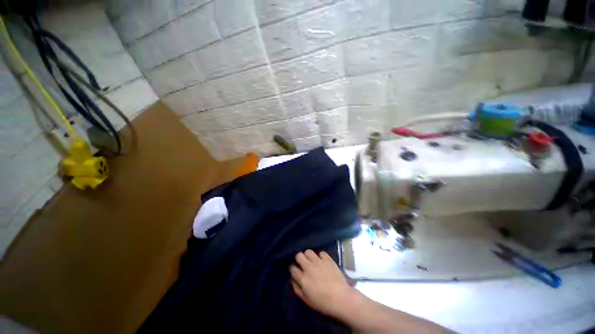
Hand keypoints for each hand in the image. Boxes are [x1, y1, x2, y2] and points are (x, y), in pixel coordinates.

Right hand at [290, 250, 356, 318]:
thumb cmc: (323, 303)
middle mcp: (309, 268)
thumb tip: (293, 280)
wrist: (341, 298)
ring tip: (312, 261)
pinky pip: (321, 252)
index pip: (292, 268)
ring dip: (309, 256)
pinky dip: (321, 256)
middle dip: (299, 259)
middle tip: (303, 264)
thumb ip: (297, 289)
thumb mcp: (307, 300)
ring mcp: (319, 262)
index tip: (296, 271)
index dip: (293, 269)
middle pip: (298, 255)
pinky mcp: (328, 259)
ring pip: (308, 251)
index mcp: (303, 279)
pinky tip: (323, 261)